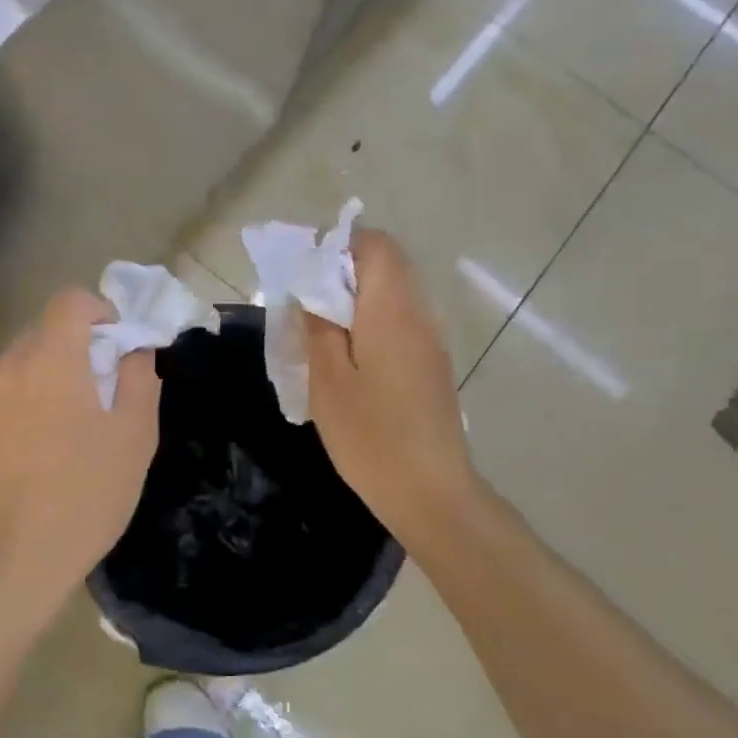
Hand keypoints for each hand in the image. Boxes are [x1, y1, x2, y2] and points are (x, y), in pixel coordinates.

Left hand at [0, 287, 160, 617]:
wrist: (12, 565)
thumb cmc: (85, 495)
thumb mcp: (135, 436)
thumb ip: (139, 378)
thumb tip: (133, 349)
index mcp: (51, 360)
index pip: (70, 300)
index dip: (99, 311)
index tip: (116, 345)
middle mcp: (7, 371)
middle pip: (42, 335)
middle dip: (74, 351)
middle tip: (98, 394)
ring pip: (17, 373)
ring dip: (44, 384)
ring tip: (63, 435)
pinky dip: (17, 415)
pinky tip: (30, 462)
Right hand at [305, 230, 483, 548]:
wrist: (431, 493)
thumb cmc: (371, 436)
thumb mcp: (328, 379)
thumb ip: (318, 325)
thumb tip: (310, 289)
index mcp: (393, 309)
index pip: (376, 245)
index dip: (339, 244)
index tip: (305, 270)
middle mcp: (419, 314)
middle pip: (387, 265)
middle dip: (343, 270)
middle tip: (306, 302)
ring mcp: (430, 340)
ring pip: (394, 293)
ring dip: (356, 298)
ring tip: (321, 329)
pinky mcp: (432, 364)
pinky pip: (400, 321)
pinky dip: (371, 321)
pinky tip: (348, 357)